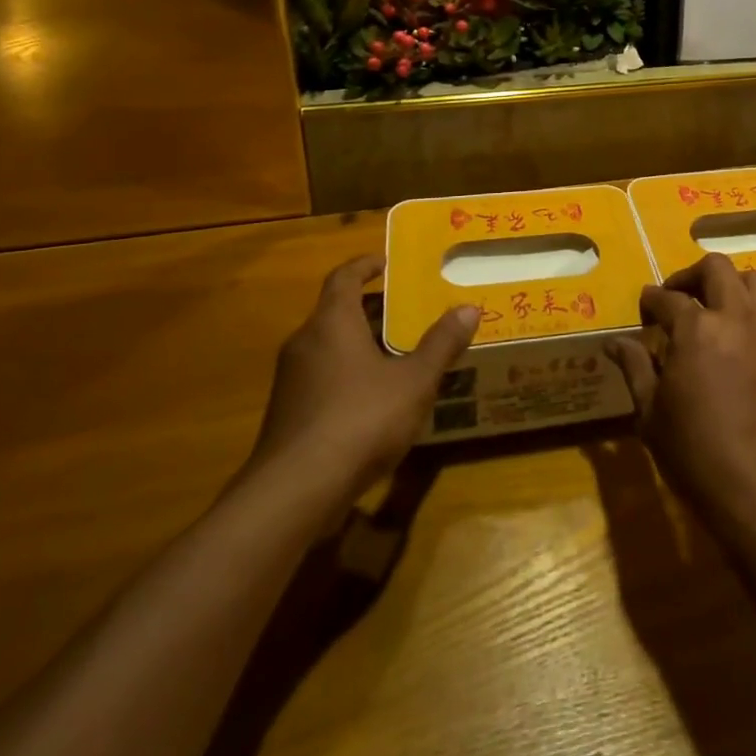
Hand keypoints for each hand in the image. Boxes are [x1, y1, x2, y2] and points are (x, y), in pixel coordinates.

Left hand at [246, 254, 478, 498]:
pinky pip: (320, 378)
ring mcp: (290, 381)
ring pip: (327, 348)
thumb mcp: (414, 381)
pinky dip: (346, 375)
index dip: (364, 265)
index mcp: (331, 323)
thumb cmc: (359, 420)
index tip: (386, 263)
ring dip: (358, 344)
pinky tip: (373, 401)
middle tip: (407, 312)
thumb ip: (441, 344)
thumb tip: (469, 308)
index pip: (343, 277)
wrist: (294, 492)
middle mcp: (304, 343)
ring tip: (396, 355)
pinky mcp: (286, 415)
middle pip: (336, 312)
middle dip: (370, 309)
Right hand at [608, 254, 755, 536]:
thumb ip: (635, 367)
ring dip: (730, 286)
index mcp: (696, 328)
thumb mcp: (651, 413)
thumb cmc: (696, 453)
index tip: (644, 311)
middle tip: (678, 298)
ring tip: (716, 309)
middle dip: (691, 276)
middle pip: (716, 268)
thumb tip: (614, 342)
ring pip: (754, 280)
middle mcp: (735, 316)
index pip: (667, 298)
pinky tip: (744, 337)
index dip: (650, 301)